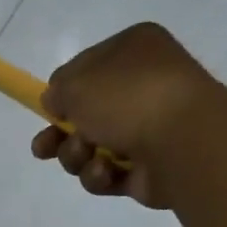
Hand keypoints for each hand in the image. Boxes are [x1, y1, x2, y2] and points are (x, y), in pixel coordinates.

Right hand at [33, 22, 223, 208]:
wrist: (182, 141)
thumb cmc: (128, 97)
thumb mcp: (77, 82)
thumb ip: (57, 90)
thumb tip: (56, 103)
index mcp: (132, 51)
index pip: (87, 68)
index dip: (64, 91)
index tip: (48, 108)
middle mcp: (142, 87)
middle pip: (85, 115)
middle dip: (59, 134)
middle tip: (44, 148)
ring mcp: (146, 131)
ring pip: (90, 149)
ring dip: (76, 156)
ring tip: (84, 154)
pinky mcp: (146, 171)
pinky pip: (107, 175)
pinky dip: (99, 175)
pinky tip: (106, 171)